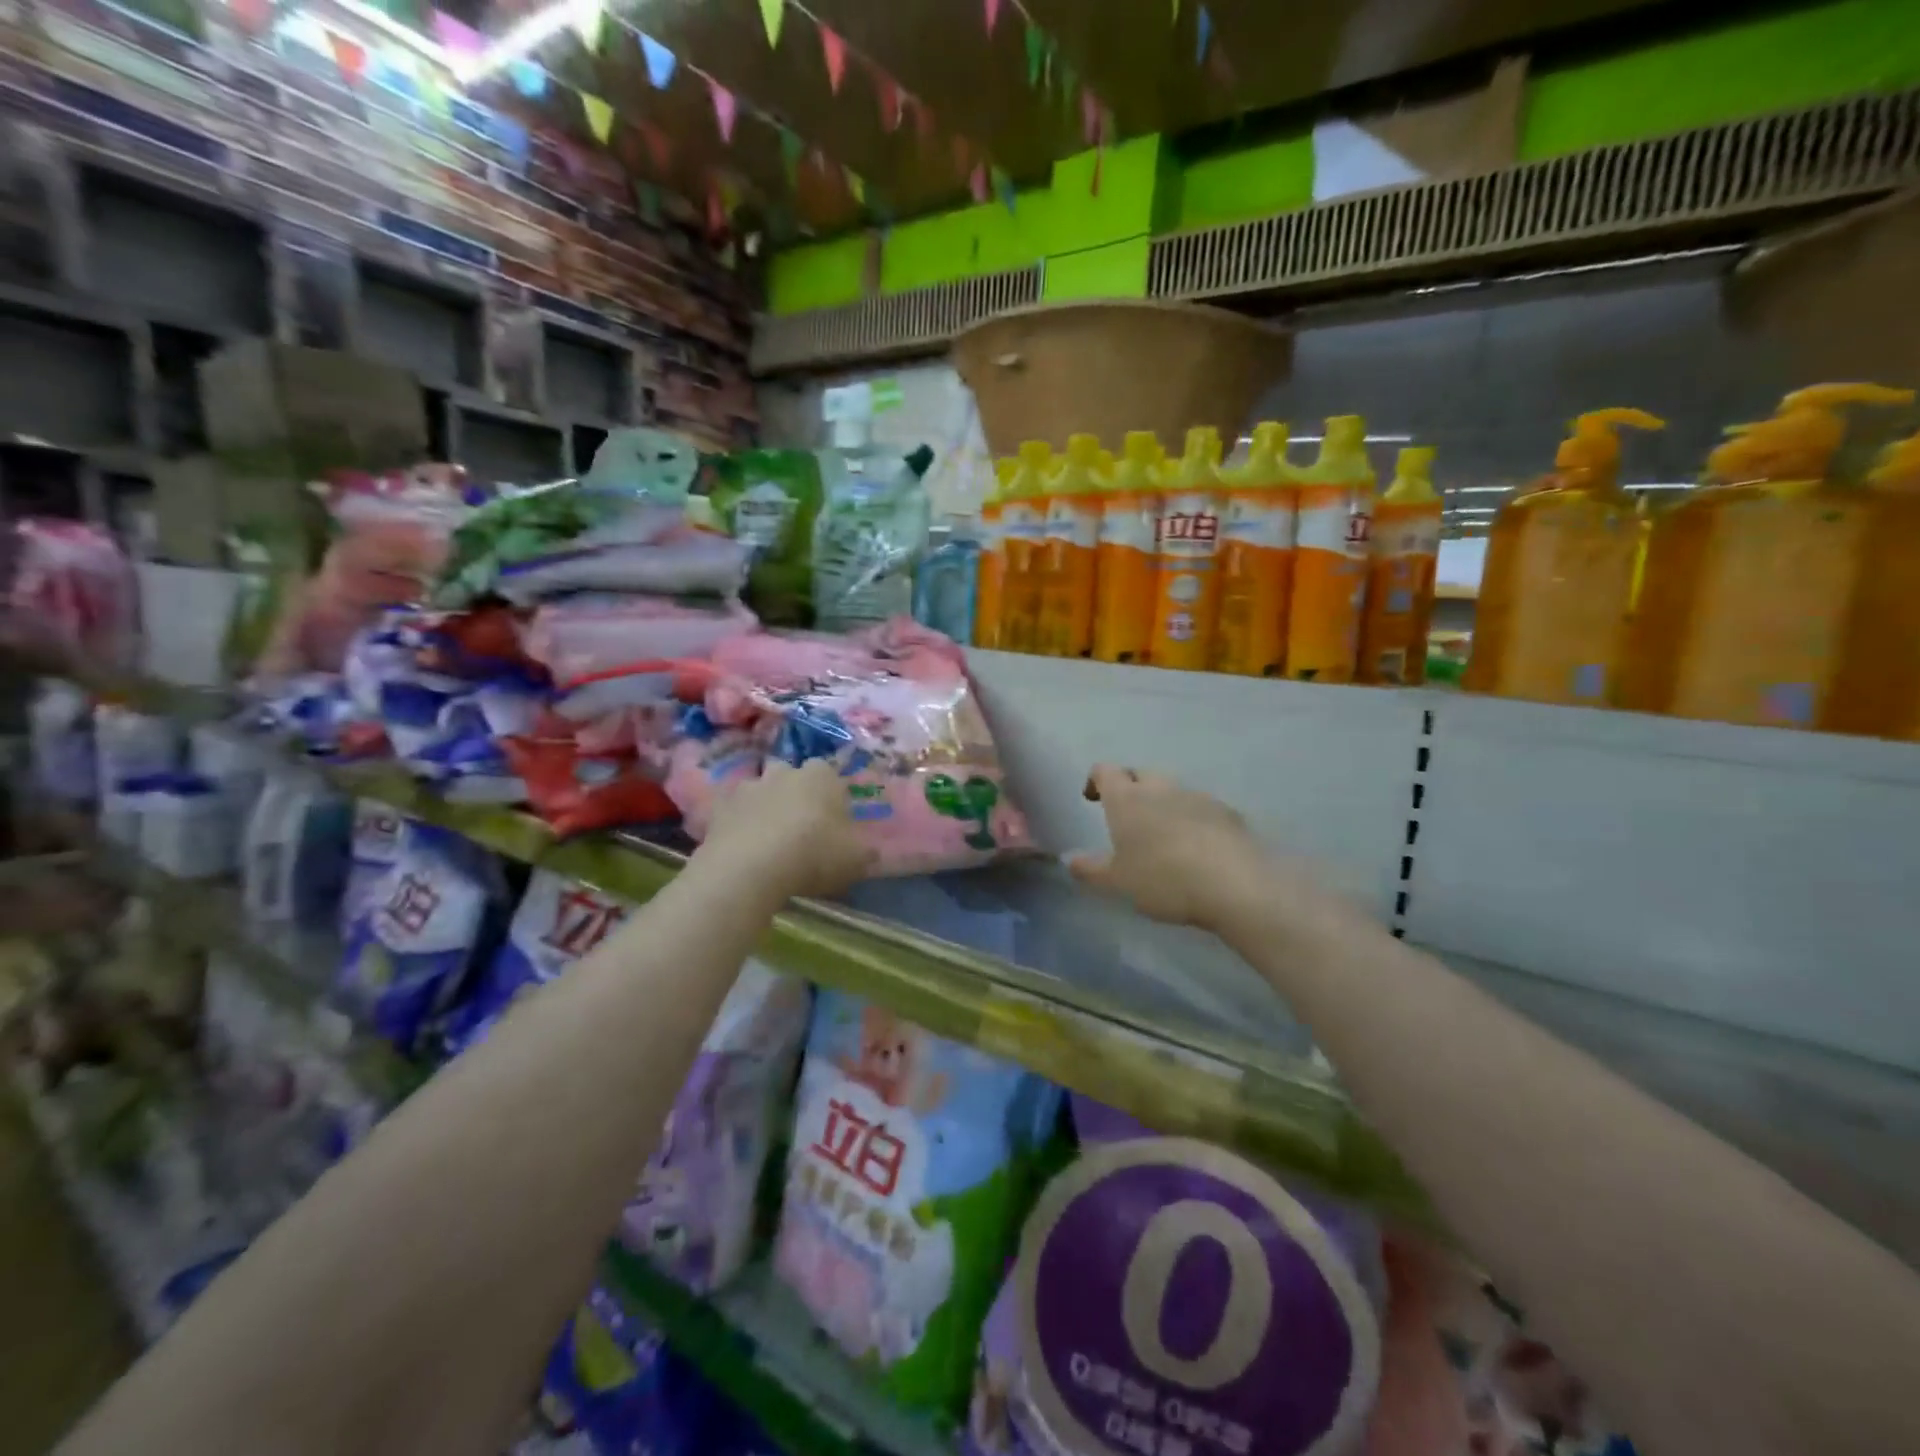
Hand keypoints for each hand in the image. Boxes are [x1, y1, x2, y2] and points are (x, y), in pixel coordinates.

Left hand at [697, 759, 874, 899]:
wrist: (750, 867)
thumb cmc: (814, 855)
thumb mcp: (856, 859)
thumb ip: (864, 850)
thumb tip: (869, 849)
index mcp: (822, 776)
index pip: (830, 773)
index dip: (832, 795)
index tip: (834, 820)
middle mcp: (785, 772)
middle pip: (792, 775)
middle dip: (795, 793)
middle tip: (800, 826)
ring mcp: (749, 786)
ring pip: (760, 790)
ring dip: (765, 806)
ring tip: (768, 838)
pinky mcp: (719, 806)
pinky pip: (732, 811)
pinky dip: (737, 823)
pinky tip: (742, 846)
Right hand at [1067, 764, 1344, 936]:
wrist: (1234, 884)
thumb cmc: (1163, 878)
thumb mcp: (1118, 882)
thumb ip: (1090, 869)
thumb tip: (1069, 859)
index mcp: (1127, 799)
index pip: (1105, 771)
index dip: (1096, 780)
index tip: (1092, 798)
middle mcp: (1160, 788)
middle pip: (1140, 773)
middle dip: (1130, 787)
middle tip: (1126, 816)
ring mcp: (1197, 797)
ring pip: (1172, 790)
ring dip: (1162, 804)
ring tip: (1162, 836)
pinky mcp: (1227, 813)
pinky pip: (1201, 808)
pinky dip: (1192, 819)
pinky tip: (1196, 848)